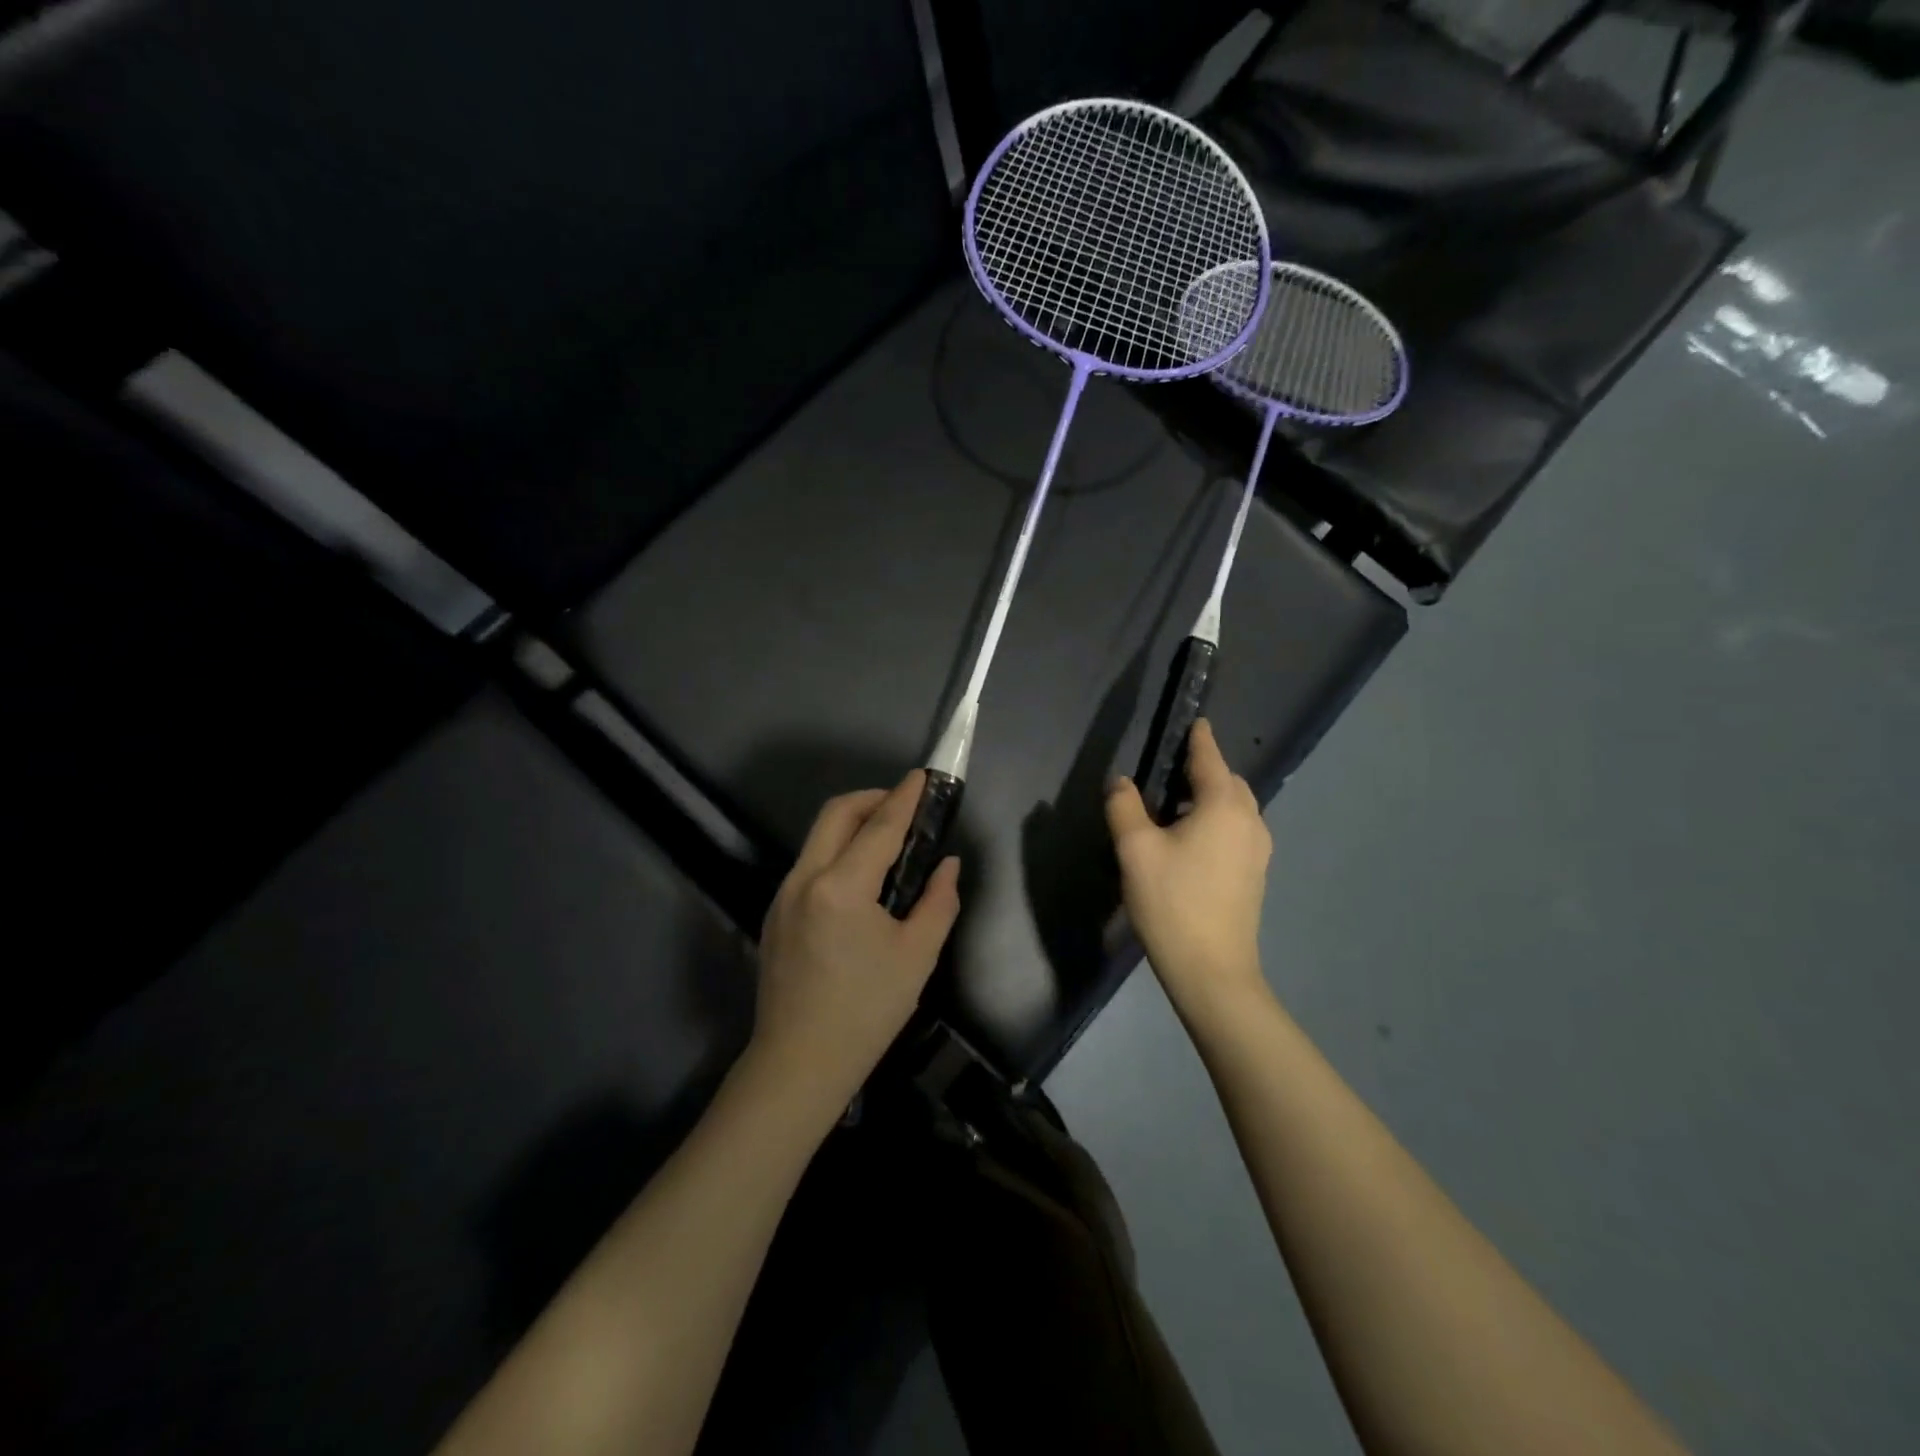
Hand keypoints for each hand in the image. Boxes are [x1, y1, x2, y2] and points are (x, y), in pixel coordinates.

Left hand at [749, 771, 960, 1116]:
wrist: (799, 1063)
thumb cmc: (866, 1012)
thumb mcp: (916, 956)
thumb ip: (938, 901)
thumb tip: (947, 865)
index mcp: (841, 888)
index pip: (879, 826)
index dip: (905, 797)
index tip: (922, 776)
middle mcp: (804, 879)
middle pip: (836, 814)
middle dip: (872, 799)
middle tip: (904, 807)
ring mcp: (783, 894)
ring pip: (818, 836)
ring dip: (852, 823)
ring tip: (887, 839)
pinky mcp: (775, 912)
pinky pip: (809, 862)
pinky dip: (837, 850)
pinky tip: (860, 877)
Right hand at [1106, 720, 1271, 1019]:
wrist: (1212, 970)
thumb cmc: (1172, 902)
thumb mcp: (1135, 850)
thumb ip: (1125, 807)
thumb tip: (1121, 782)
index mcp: (1223, 806)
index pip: (1210, 758)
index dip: (1200, 738)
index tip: (1196, 721)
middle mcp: (1250, 821)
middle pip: (1229, 781)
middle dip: (1206, 769)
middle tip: (1172, 771)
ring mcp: (1258, 850)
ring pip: (1236, 807)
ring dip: (1213, 797)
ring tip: (1178, 805)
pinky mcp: (1255, 874)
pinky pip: (1237, 829)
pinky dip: (1218, 820)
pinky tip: (1192, 839)